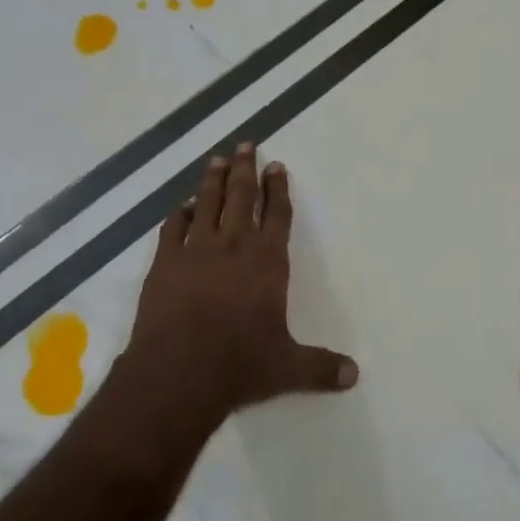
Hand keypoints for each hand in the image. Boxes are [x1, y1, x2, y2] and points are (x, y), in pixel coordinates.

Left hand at [126, 144, 357, 417]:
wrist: (178, 373)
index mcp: (267, 262)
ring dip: (213, 181)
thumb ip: (321, 368)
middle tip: (245, 145)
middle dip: (245, 169)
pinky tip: (183, 206)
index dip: (278, 189)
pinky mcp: (165, 263)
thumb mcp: (287, 369)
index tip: (277, 166)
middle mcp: (233, 247)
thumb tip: (354, 376)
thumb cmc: (239, 365)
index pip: (277, 215)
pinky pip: (174, 228)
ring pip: (207, 204)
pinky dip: (180, 214)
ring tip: (216, 160)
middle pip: (241, 197)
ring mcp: (196, 251)